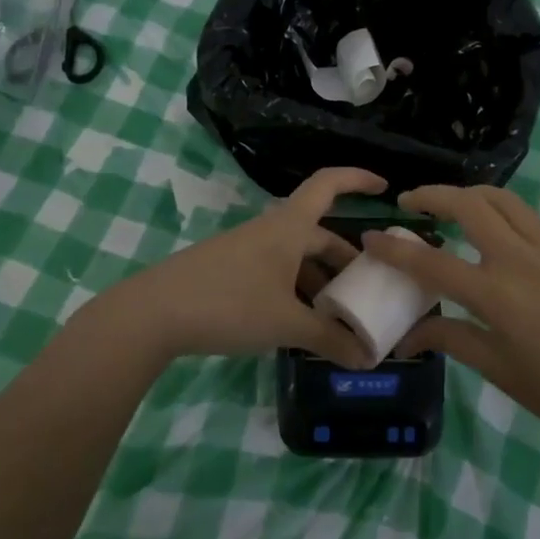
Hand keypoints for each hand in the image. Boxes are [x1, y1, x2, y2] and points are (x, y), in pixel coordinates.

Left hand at [85, 168, 385, 368]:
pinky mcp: (230, 272)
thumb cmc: (228, 304)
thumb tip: (368, 358)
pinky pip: (276, 273)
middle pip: (318, 235)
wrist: (153, 313)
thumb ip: (329, 339)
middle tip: (369, 289)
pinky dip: (295, 292)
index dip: (358, 179)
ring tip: (337, 316)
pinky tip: (298, 324)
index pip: (329, 184)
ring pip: (296, 258)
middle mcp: (270, 231)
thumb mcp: (285, 323)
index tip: (386, 188)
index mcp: (289, 227)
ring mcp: (247, 251)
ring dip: (320, 281)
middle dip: (345, 260)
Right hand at [363, 185, 539, 444]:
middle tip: (410, 202)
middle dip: (432, 195)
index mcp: (495, 295)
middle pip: (468, 205)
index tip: (371, 236)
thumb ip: (450, 338)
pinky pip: (529, 216)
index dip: (395, 250)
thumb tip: (408, 336)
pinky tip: (494, 226)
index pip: (431, 263)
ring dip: (469, 193)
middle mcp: (519, 260)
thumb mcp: (496, 367)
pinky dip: (502, 209)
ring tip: (450, 205)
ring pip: (502, 199)